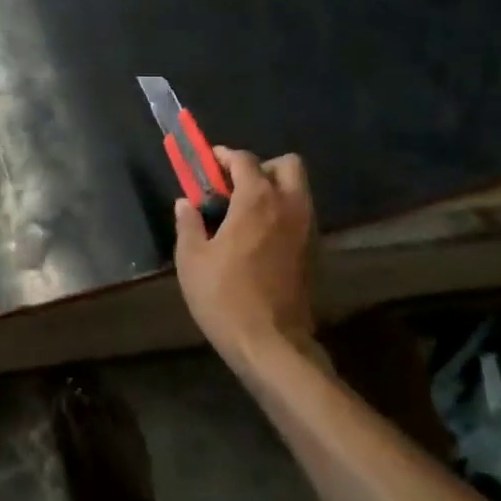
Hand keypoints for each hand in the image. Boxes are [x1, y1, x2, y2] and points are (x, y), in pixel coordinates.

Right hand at [174, 147, 315, 356]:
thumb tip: (186, 203)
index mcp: (257, 200)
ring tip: (245, 214)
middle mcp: (289, 206)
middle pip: (287, 165)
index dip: (224, 157)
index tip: (208, 164)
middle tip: (235, 187)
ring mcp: (308, 229)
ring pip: (298, 191)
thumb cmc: (224, 297)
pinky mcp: (314, 252)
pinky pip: (301, 216)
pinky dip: (283, 214)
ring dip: (275, 190)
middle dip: (261, 167)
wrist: (271, 344)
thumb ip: (189, 224)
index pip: (244, 160)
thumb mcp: (192, 260)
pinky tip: (260, 238)